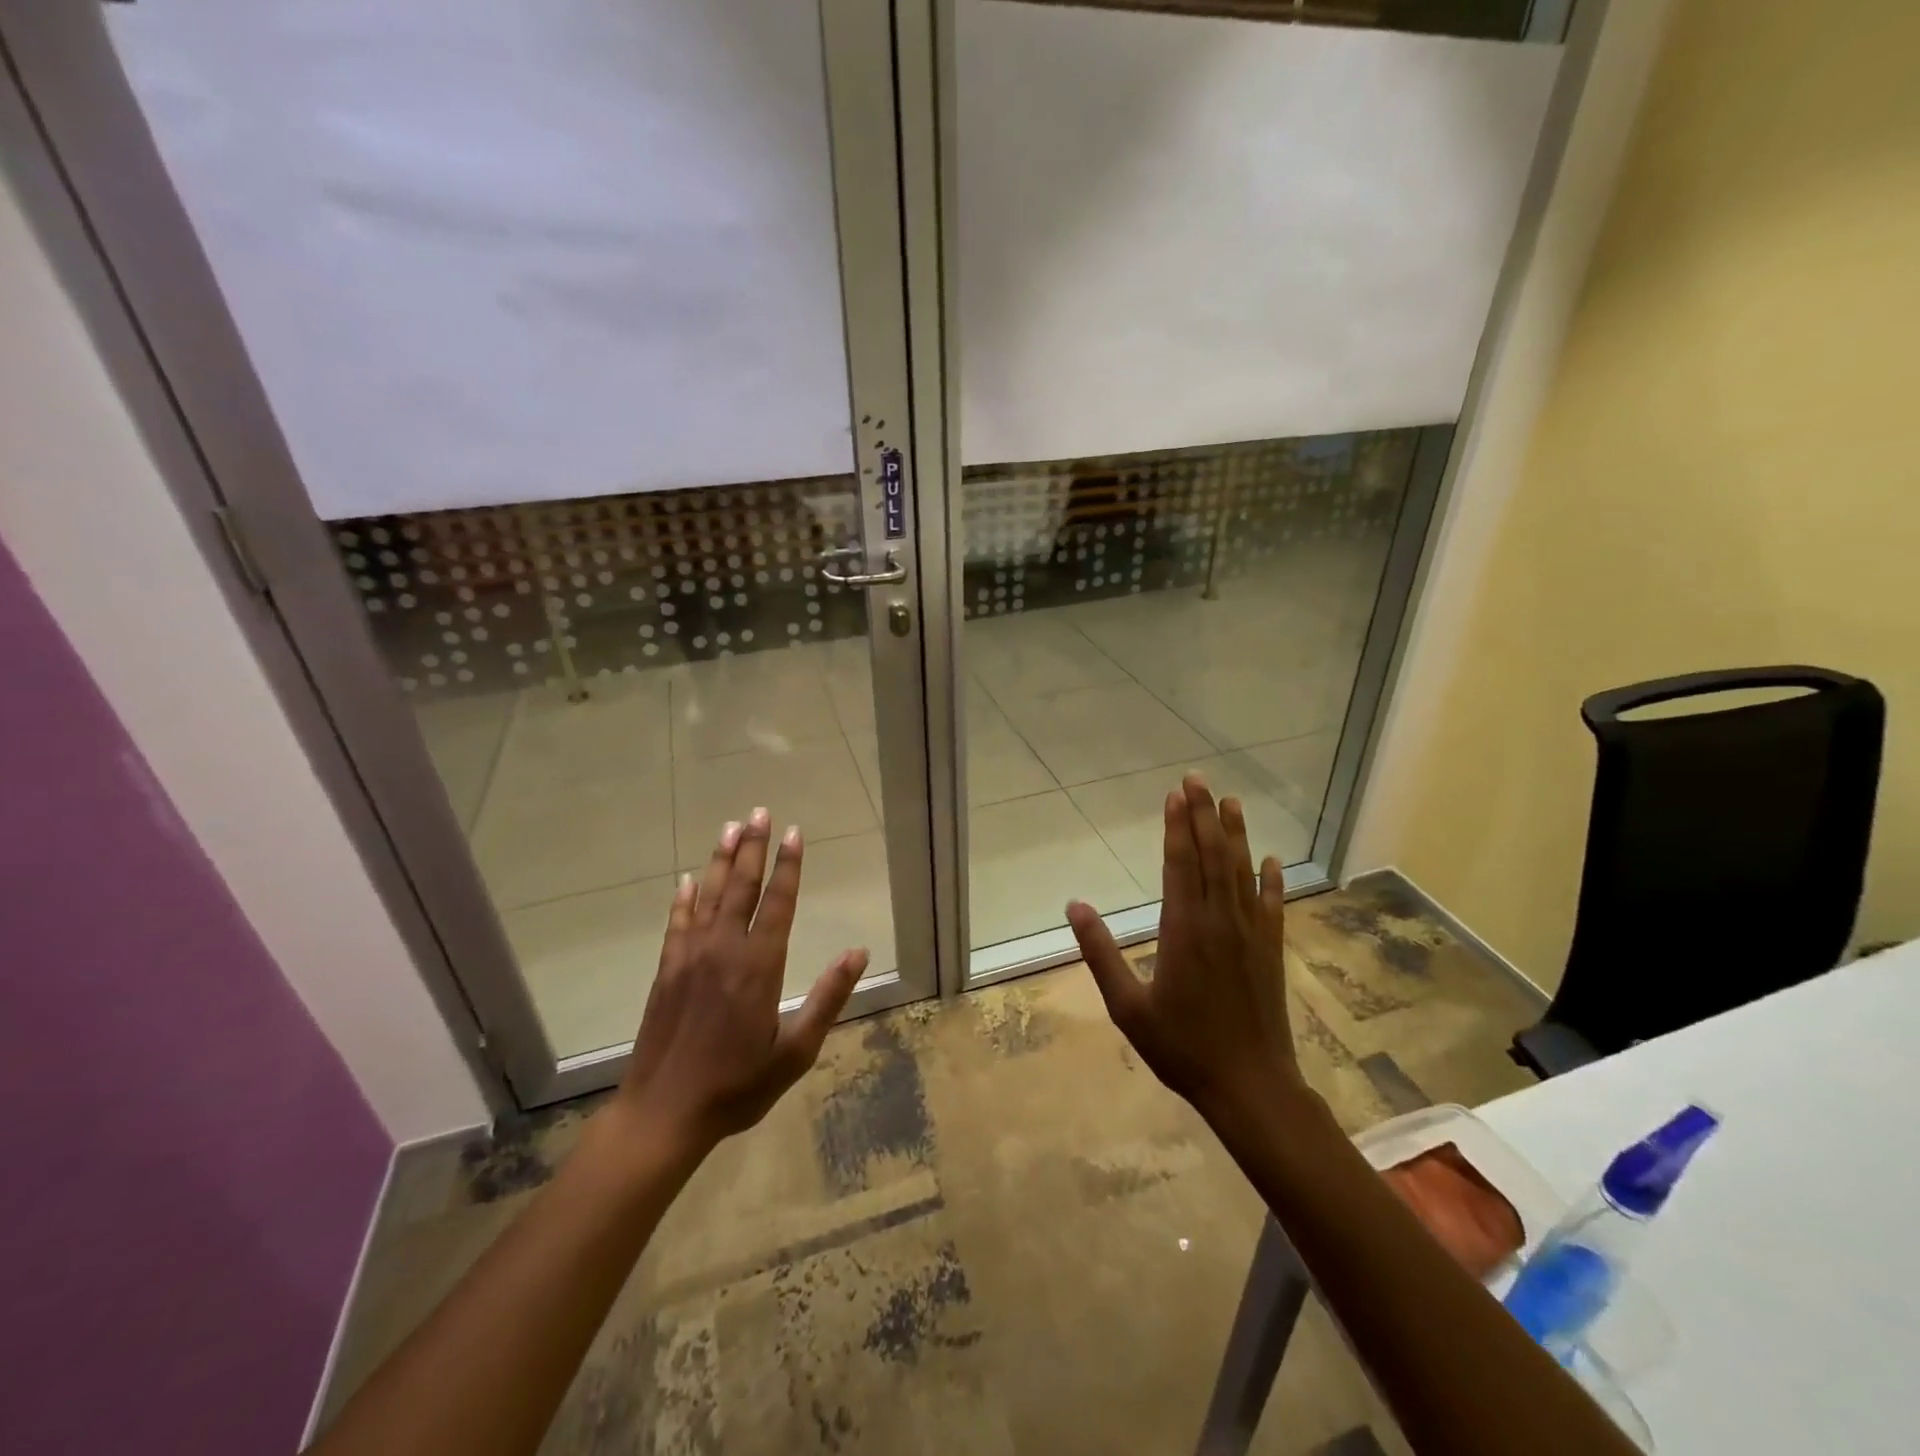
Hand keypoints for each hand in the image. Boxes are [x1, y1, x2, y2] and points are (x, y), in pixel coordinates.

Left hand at [614, 808, 868, 1157]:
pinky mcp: (666, 971)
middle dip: (752, 847)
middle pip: (741, 887)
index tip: (793, 832)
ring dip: (721, 860)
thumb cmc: (738, 1085)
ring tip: (729, 828)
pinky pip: (677, 923)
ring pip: (709, 896)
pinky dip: (684, 898)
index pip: (778, 902)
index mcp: (759, 967)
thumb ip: (828, 998)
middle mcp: (724, 951)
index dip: (788, 866)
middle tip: (759, 812)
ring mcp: (690, 957)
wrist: (664, 1113)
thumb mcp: (796, 1050)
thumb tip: (858, 952)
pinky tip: (688, 880)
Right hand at [1067, 774, 1300, 1120]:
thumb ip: (1100, 953)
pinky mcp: (1270, 950)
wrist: (1250, 1086)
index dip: (1177, 827)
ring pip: (1242, 871)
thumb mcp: (1128, 1007)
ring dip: (1236, 834)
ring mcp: (1250, 934)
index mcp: (1183, 929)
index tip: (1174, 794)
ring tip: (1231, 801)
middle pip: (1213, 856)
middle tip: (1199, 779)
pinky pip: (1272, 904)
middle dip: (1204, 814)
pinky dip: (1271, 878)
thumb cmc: (1182, 1048)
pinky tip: (1270, 858)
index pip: (1180, 864)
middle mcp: (1220, 921)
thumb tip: (1074, 906)